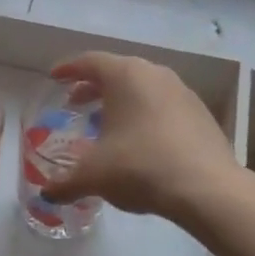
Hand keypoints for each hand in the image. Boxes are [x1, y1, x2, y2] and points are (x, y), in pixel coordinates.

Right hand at [42, 52, 240, 222]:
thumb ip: (65, 182)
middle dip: (93, 87)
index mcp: (125, 75)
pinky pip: (163, 105)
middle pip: (117, 72)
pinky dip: (145, 114)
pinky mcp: (201, 113)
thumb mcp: (94, 175)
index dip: (68, 69)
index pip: (90, 61)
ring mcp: (182, 92)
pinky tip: (140, 140)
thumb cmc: (140, 167)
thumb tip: (47, 194)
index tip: (54, 77)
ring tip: (107, 124)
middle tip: (75, 103)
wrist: (207, 188)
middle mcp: (155, 74)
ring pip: (143, 88)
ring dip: (121, 102)